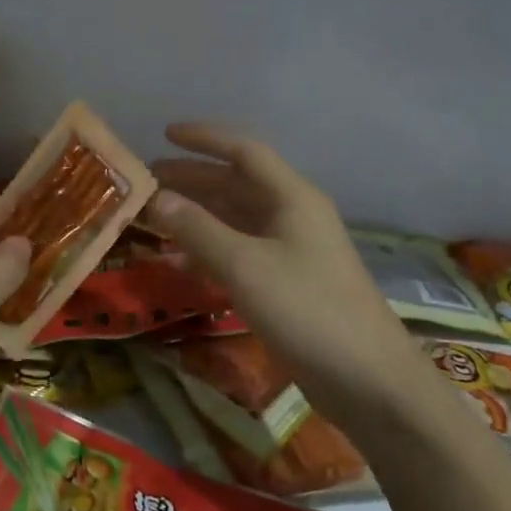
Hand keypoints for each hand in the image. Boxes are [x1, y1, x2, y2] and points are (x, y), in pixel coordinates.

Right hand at [145, 124, 417, 403]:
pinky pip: (237, 253)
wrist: (365, 378)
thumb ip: (197, 229)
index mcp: (291, 198)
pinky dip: (206, 251)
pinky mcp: (284, 284)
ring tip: (151, 217)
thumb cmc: (307, 309)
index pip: (244, 152)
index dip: (204, 139)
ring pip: (233, 221)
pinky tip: (175, 261)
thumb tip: (155, 198)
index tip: (164, 133)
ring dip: (194, 216)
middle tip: (146, 182)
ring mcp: (288, 251)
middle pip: (235, 185)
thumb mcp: (245, 265)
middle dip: (191, 180)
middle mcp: (291, 216)